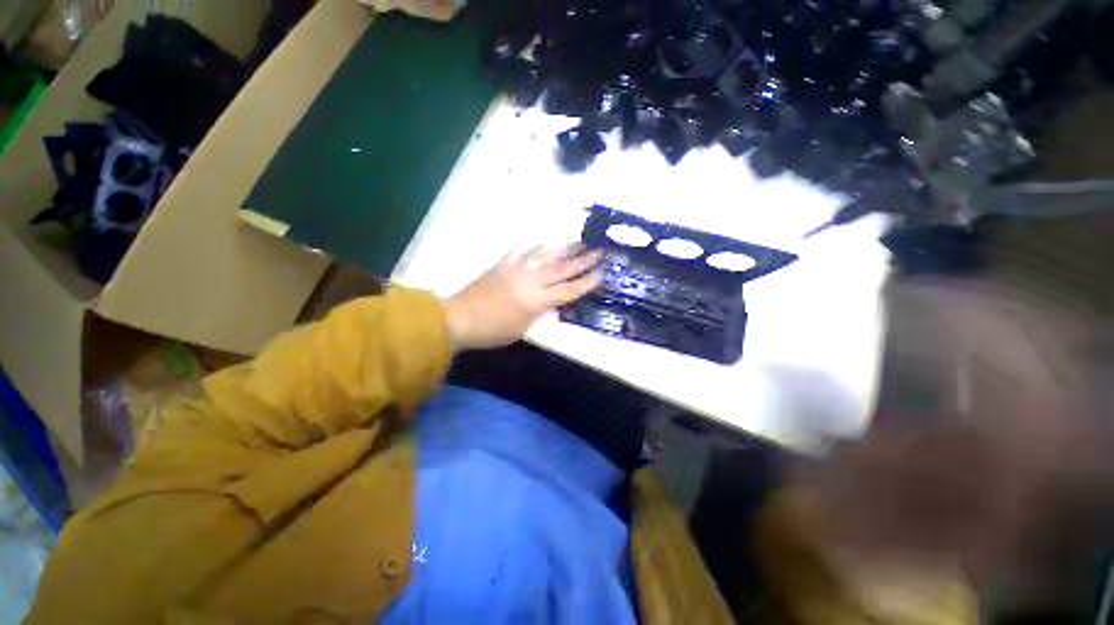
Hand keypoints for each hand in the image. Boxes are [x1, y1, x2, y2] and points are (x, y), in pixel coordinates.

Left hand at [443, 244, 604, 350]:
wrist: (458, 319)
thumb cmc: (492, 331)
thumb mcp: (522, 329)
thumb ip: (540, 312)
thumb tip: (553, 300)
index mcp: (536, 301)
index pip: (568, 290)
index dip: (587, 282)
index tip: (602, 273)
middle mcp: (530, 280)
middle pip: (562, 269)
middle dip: (584, 260)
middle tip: (600, 249)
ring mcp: (515, 268)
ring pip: (545, 255)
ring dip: (564, 248)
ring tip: (580, 241)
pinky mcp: (502, 264)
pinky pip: (521, 250)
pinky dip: (533, 245)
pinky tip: (542, 240)